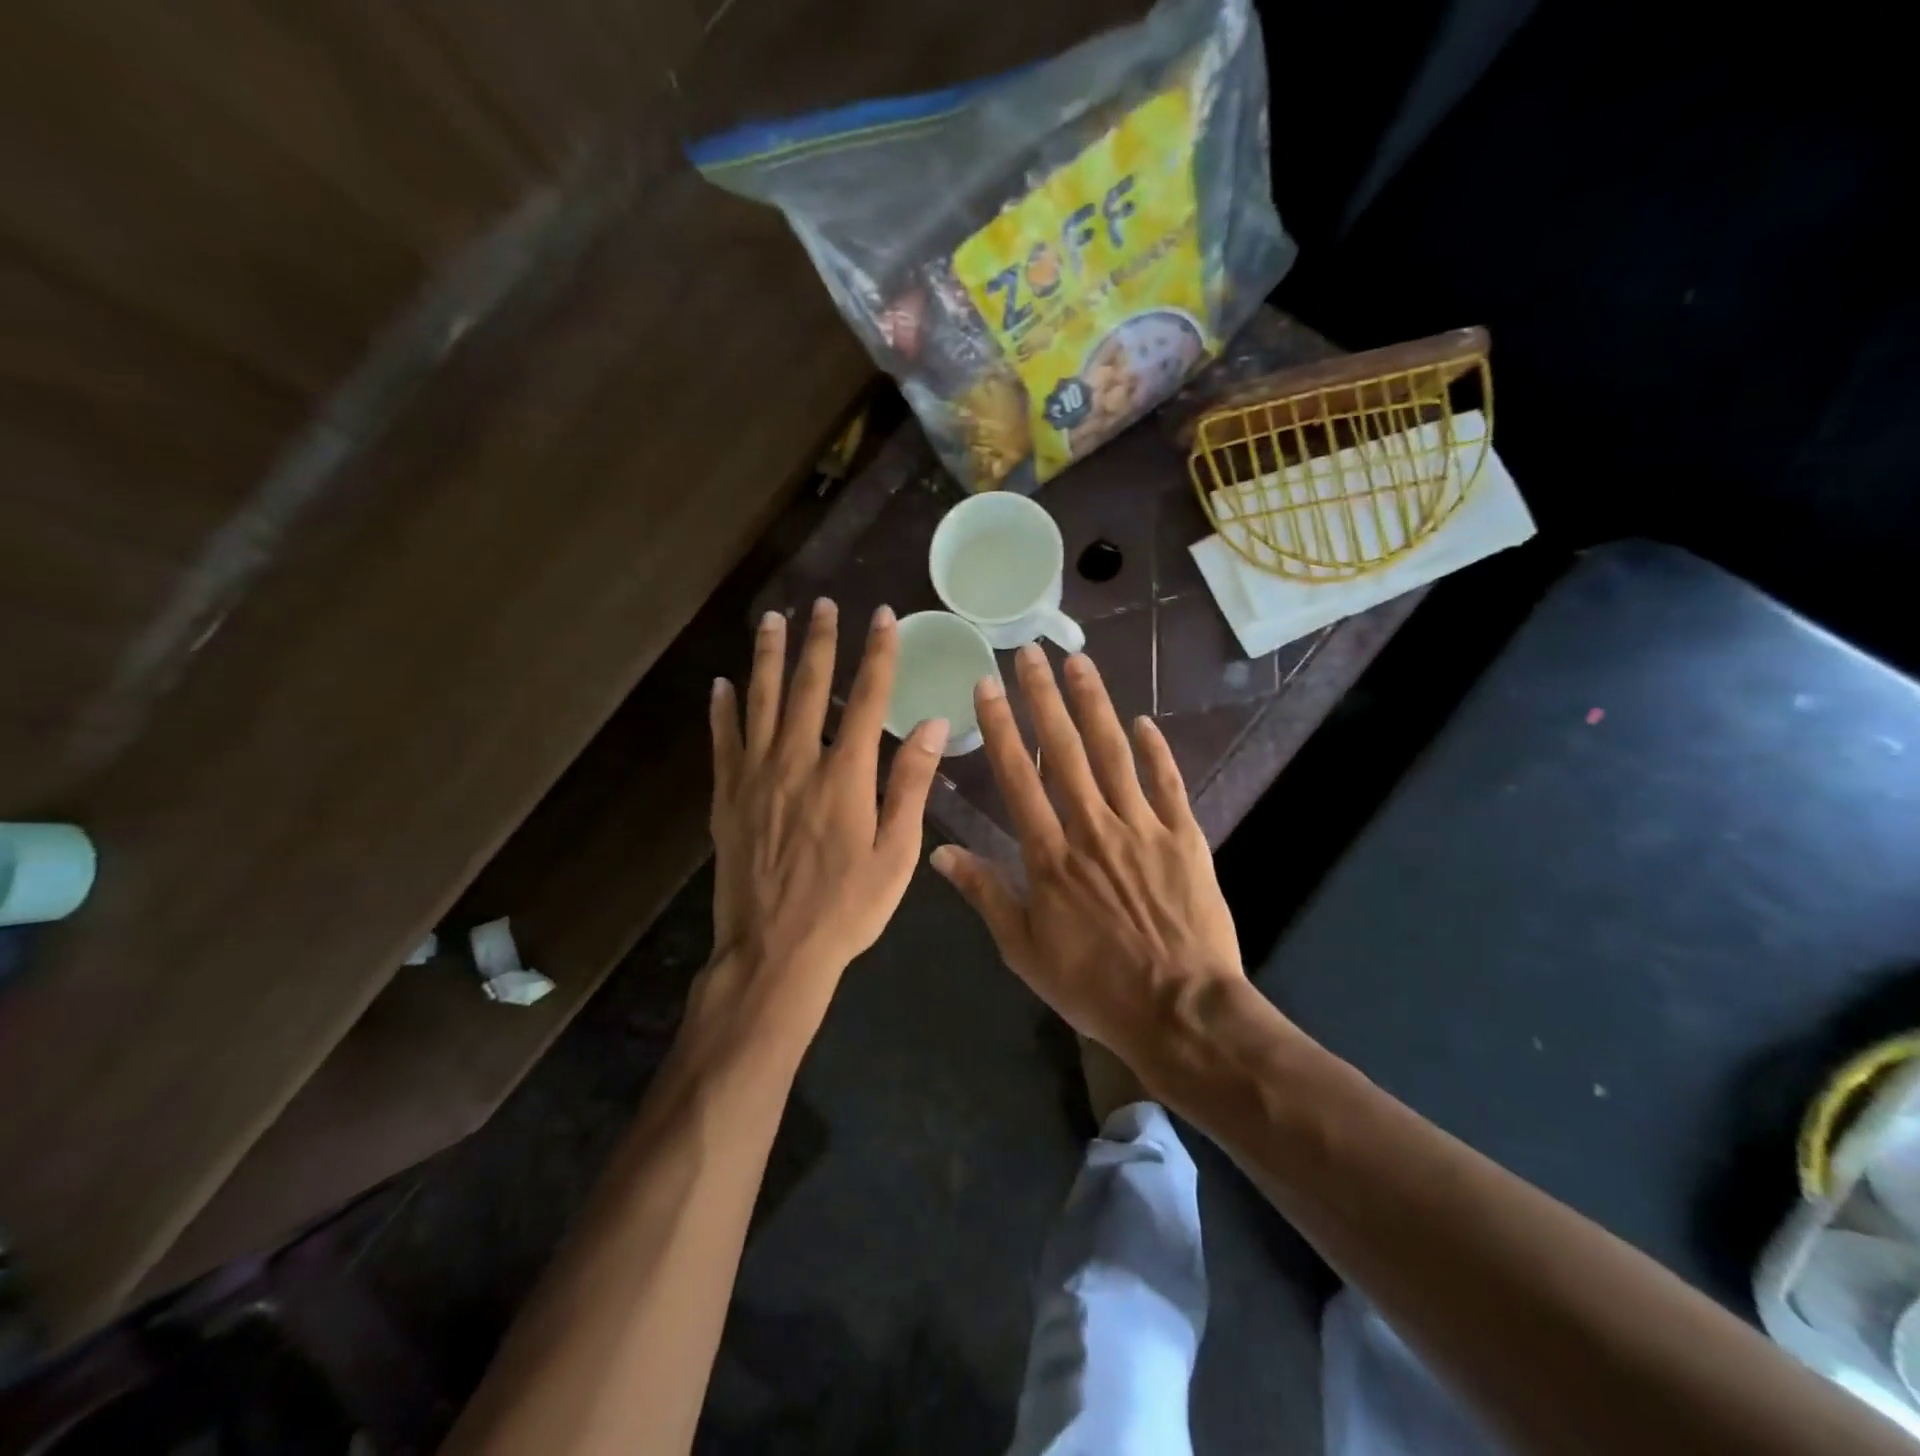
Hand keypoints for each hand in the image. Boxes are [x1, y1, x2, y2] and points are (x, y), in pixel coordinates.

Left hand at [708, 599, 947, 1038]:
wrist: (774, 952)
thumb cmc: (846, 909)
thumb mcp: (895, 854)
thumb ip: (910, 785)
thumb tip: (931, 724)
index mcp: (845, 775)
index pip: (866, 697)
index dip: (877, 653)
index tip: (881, 616)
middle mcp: (797, 762)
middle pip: (809, 687)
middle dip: (819, 641)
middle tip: (822, 603)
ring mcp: (755, 777)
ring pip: (761, 701)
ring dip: (768, 657)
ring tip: (772, 620)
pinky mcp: (726, 797)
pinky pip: (723, 741)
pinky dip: (723, 709)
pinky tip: (722, 683)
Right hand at [930, 646, 1244, 1068]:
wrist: (1181, 1010)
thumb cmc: (1094, 986)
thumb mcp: (1025, 950)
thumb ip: (986, 895)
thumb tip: (941, 853)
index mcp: (1050, 855)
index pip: (1018, 776)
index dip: (1000, 726)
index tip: (987, 684)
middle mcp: (1092, 827)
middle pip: (1065, 750)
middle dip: (1043, 696)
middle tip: (1030, 651)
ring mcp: (1142, 827)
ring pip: (1113, 753)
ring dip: (1094, 705)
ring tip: (1078, 663)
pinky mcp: (1183, 837)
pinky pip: (1167, 783)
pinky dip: (1155, 750)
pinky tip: (1143, 721)